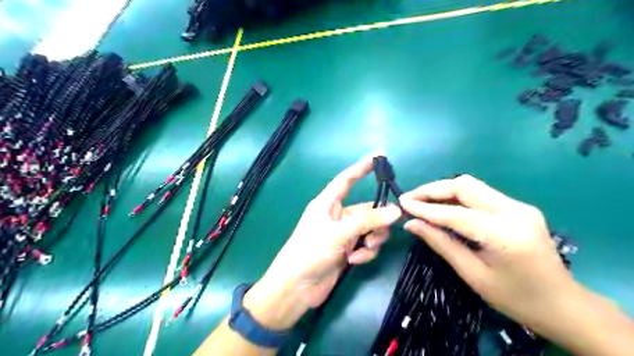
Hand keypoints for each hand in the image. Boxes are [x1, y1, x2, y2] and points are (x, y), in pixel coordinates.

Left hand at [243, 155, 400, 330]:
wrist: (296, 288)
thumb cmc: (310, 252)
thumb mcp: (339, 233)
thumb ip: (368, 220)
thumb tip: (396, 210)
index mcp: (327, 204)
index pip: (345, 180)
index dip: (360, 168)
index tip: (378, 157)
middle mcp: (337, 216)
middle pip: (366, 210)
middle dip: (376, 220)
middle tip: (380, 231)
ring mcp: (343, 234)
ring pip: (370, 229)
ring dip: (373, 239)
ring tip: (364, 249)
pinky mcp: (347, 251)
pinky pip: (366, 245)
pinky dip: (365, 252)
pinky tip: (354, 261)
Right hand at [401, 175, 575, 333]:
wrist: (563, 304)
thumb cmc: (515, 298)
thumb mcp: (473, 274)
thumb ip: (441, 244)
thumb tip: (411, 224)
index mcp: (505, 235)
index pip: (456, 213)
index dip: (425, 208)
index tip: (402, 203)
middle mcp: (515, 211)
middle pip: (465, 186)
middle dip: (433, 190)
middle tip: (409, 199)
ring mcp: (519, 206)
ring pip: (472, 185)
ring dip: (443, 190)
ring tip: (421, 201)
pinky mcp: (518, 207)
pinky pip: (480, 194)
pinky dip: (457, 197)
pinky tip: (443, 206)